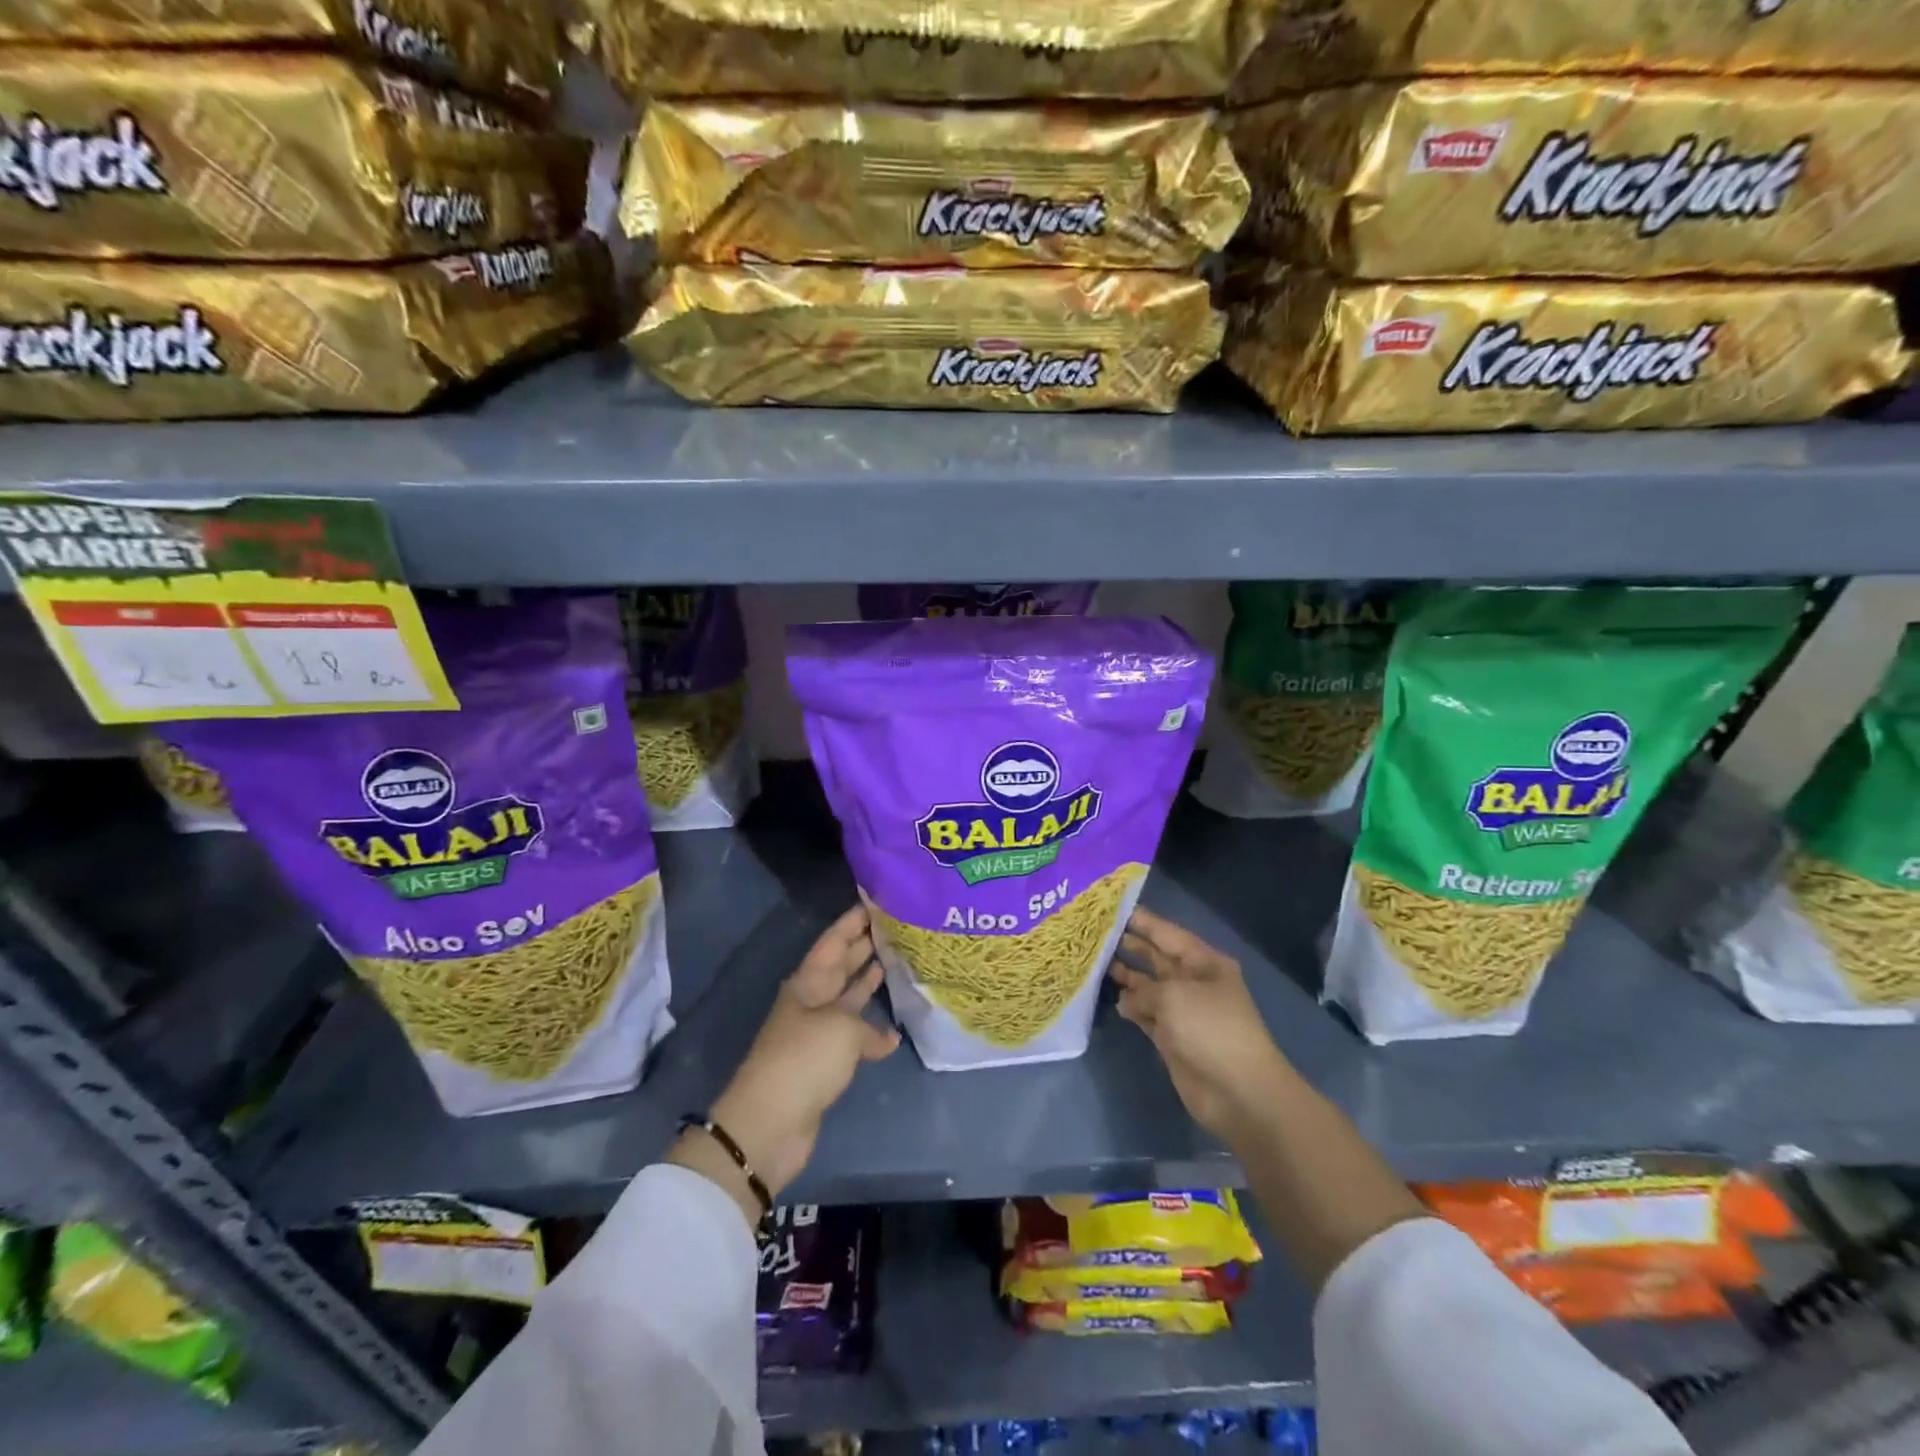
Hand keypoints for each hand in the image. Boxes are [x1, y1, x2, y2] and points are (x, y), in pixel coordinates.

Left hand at [673, 906, 898, 1224]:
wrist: (770, 1122)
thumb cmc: (804, 1058)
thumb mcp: (842, 1029)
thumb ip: (868, 1026)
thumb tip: (886, 1037)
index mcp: (808, 982)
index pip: (834, 940)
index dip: (853, 920)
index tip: (877, 900)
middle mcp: (812, 1000)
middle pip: (841, 965)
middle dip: (864, 945)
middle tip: (895, 926)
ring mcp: (818, 1031)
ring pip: (848, 997)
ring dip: (867, 981)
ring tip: (894, 961)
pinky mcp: (825, 1062)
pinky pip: (853, 1034)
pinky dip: (871, 1030)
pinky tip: (893, 1029)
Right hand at [1111, 906, 1290, 1143]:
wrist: (1238, 1092)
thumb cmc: (1210, 1029)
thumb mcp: (1173, 996)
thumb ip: (1143, 988)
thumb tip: (1127, 998)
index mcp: (1203, 962)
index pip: (1166, 933)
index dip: (1140, 920)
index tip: (1109, 909)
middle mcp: (1193, 981)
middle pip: (1155, 957)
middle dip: (1129, 946)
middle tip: (1093, 935)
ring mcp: (1183, 1011)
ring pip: (1148, 986)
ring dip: (1126, 977)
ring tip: (1093, 964)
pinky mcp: (1172, 1038)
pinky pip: (1146, 1014)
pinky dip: (1131, 1007)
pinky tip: (1112, 1000)